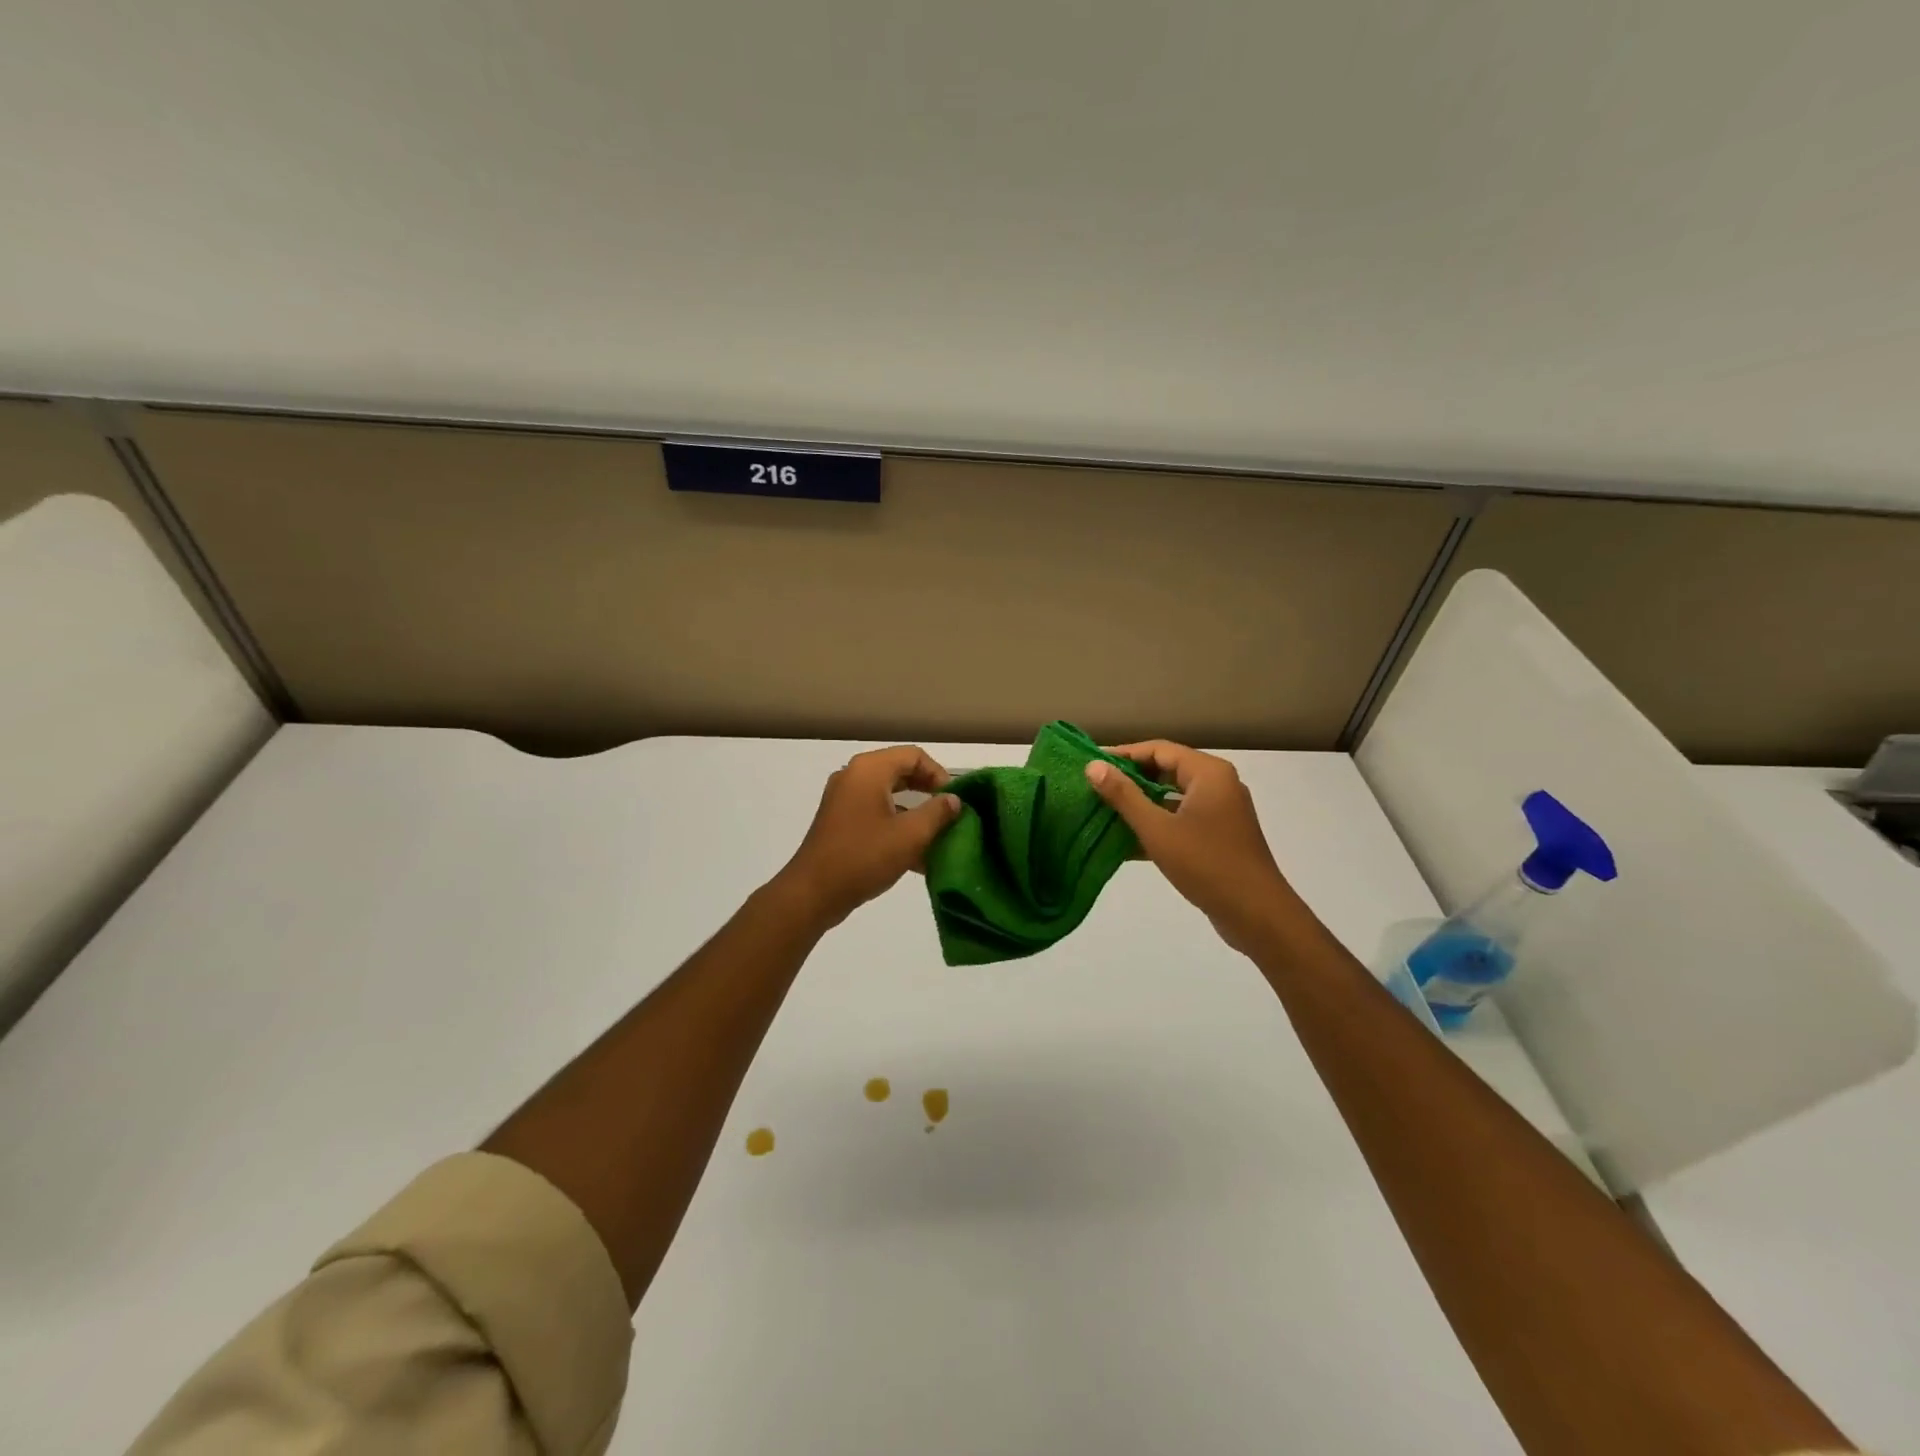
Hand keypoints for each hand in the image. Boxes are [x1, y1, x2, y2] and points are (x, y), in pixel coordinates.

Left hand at [775, 745, 960, 929]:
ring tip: (938, 837)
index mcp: (869, 770)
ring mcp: (843, 799)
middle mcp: (854, 776)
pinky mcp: (839, 822)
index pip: (914, 756)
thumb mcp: (910, 835)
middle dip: (928, 793)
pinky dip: (897, 827)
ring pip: (889, 796)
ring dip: (915, 813)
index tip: (955, 801)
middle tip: (950, 815)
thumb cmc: (864, 857)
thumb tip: (954, 800)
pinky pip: (875, 814)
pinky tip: (917, 856)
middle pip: (901, 772)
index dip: (939, 774)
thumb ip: (937, 813)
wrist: (813, 893)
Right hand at [1085, 741, 1294, 954]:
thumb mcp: (1157, 829)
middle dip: (1131, 780)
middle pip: (1167, 770)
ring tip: (1104, 812)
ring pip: (1173, 798)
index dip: (1123, 754)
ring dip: (1141, 805)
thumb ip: (1124, 796)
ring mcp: (1222, 812)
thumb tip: (1093, 766)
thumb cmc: (1206, 864)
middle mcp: (1219, 785)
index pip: (1159, 749)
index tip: (1091, 764)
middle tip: (1095, 788)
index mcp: (1208, 773)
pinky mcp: (1220, 837)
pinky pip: (1182, 820)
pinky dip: (1157, 825)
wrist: (1257, 915)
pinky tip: (1126, 841)